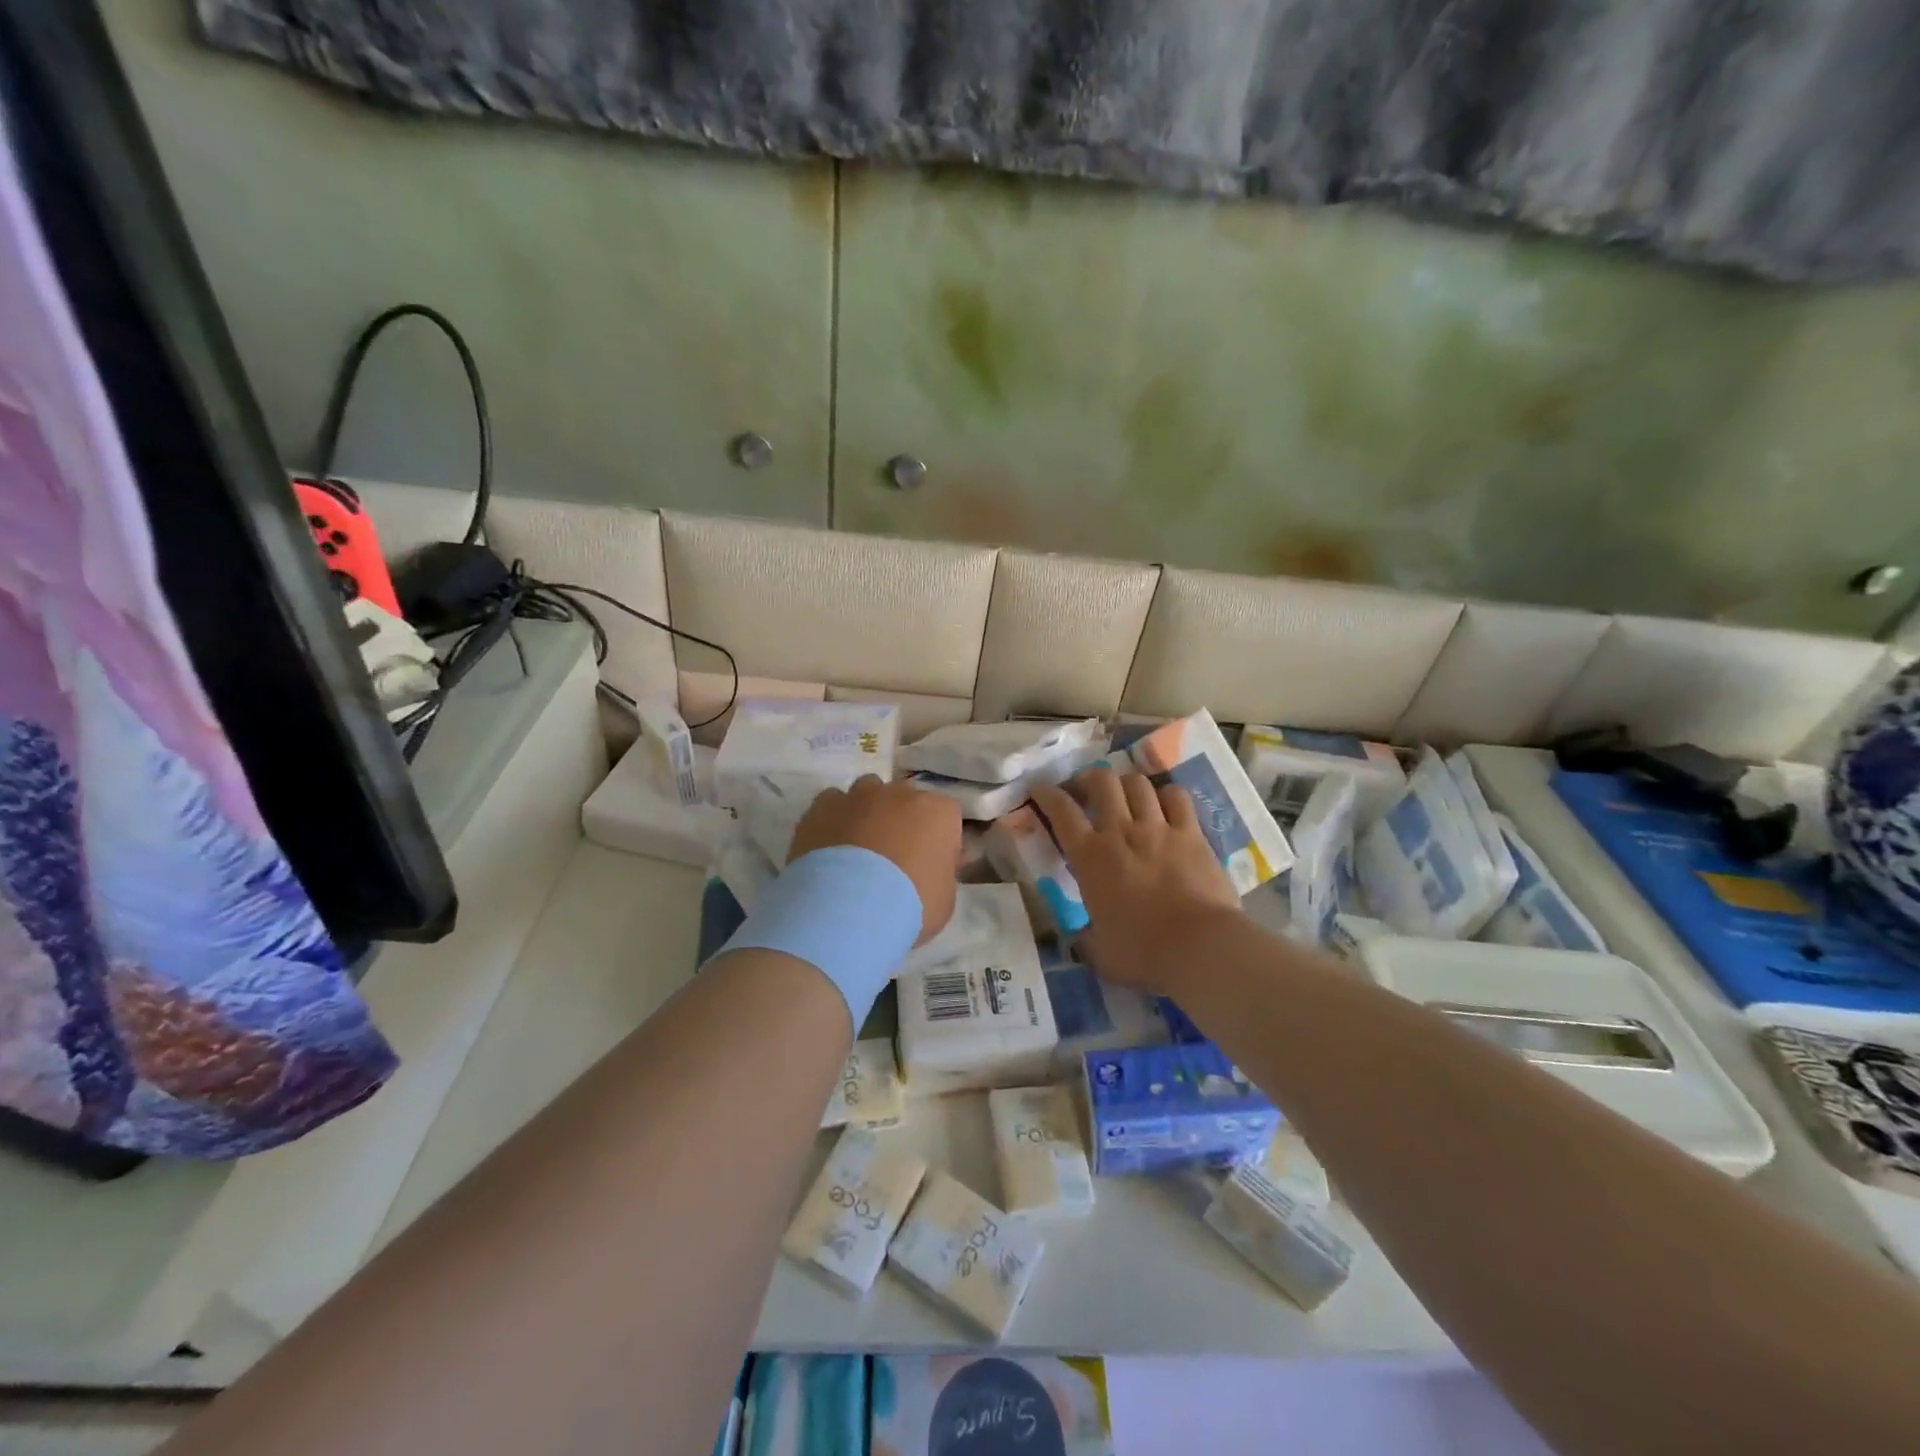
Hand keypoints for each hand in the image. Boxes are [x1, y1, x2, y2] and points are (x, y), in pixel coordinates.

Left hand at [789, 776, 961, 945]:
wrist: (847, 908)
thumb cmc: (908, 906)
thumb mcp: (943, 899)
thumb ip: (941, 874)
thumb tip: (929, 868)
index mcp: (939, 812)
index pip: (945, 817)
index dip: (937, 841)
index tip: (929, 866)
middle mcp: (901, 793)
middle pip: (905, 799)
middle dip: (901, 821)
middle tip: (893, 858)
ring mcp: (859, 795)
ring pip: (867, 793)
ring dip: (866, 813)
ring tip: (858, 850)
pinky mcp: (823, 805)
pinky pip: (832, 803)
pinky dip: (833, 819)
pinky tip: (829, 847)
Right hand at [1030, 767, 1240, 994]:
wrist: (1199, 947)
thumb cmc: (1142, 952)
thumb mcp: (1099, 951)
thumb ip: (1086, 937)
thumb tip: (1081, 934)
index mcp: (1090, 858)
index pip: (1061, 811)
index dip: (1047, 794)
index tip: (1040, 789)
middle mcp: (1121, 832)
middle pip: (1101, 782)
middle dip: (1089, 778)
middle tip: (1086, 789)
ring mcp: (1158, 828)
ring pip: (1138, 783)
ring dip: (1127, 784)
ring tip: (1125, 795)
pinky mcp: (1192, 833)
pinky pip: (1178, 797)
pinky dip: (1167, 795)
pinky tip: (1165, 805)